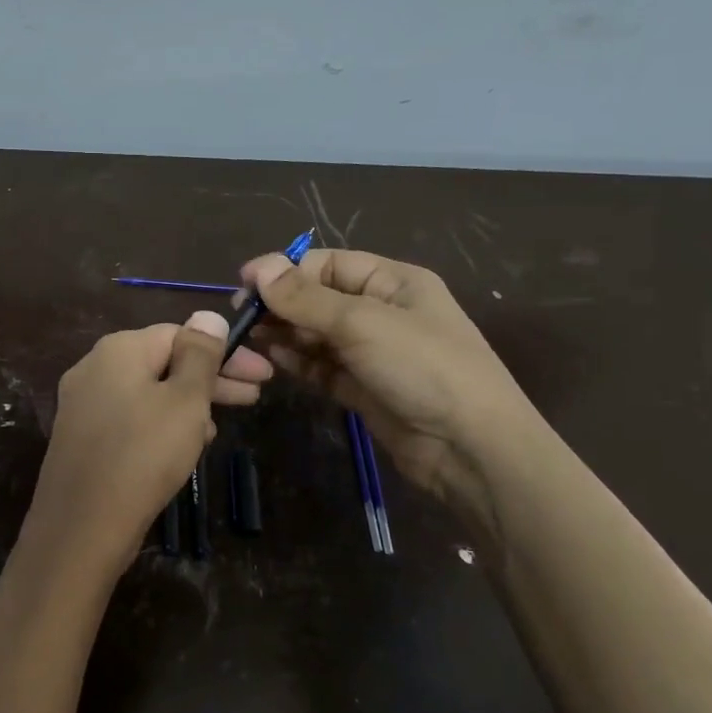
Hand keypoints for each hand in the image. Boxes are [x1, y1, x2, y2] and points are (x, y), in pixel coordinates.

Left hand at [19, 313, 270, 581]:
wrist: (81, 527)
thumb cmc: (143, 455)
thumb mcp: (185, 401)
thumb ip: (200, 355)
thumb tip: (208, 315)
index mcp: (118, 350)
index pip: (180, 334)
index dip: (225, 352)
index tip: (262, 375)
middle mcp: (93, 368)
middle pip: (163, 362)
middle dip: (210, 379)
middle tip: (253, 397)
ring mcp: (82, 404)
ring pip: (148, 392)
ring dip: (188, 404)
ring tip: (217, 429)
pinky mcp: (81, 438)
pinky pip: (130, 418)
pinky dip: (160, 424)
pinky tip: (182, 448)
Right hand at [240, 249, 542, 521]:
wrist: (470, 448)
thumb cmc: (423, 367)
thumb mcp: (362, 323)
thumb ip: (306, 298)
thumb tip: (258, 269)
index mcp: (392, 282)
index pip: (327, 264)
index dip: (285, 271)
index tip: (244, 286)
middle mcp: (381, 311)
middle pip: (318, 298)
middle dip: (281, 304)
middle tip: (240, 318)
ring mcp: (372, 352)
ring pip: (316, 334)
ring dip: (284, 333)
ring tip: (248, 338)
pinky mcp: (362, 388)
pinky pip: (321, 367)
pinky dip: (297, 362)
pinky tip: (271, 359)